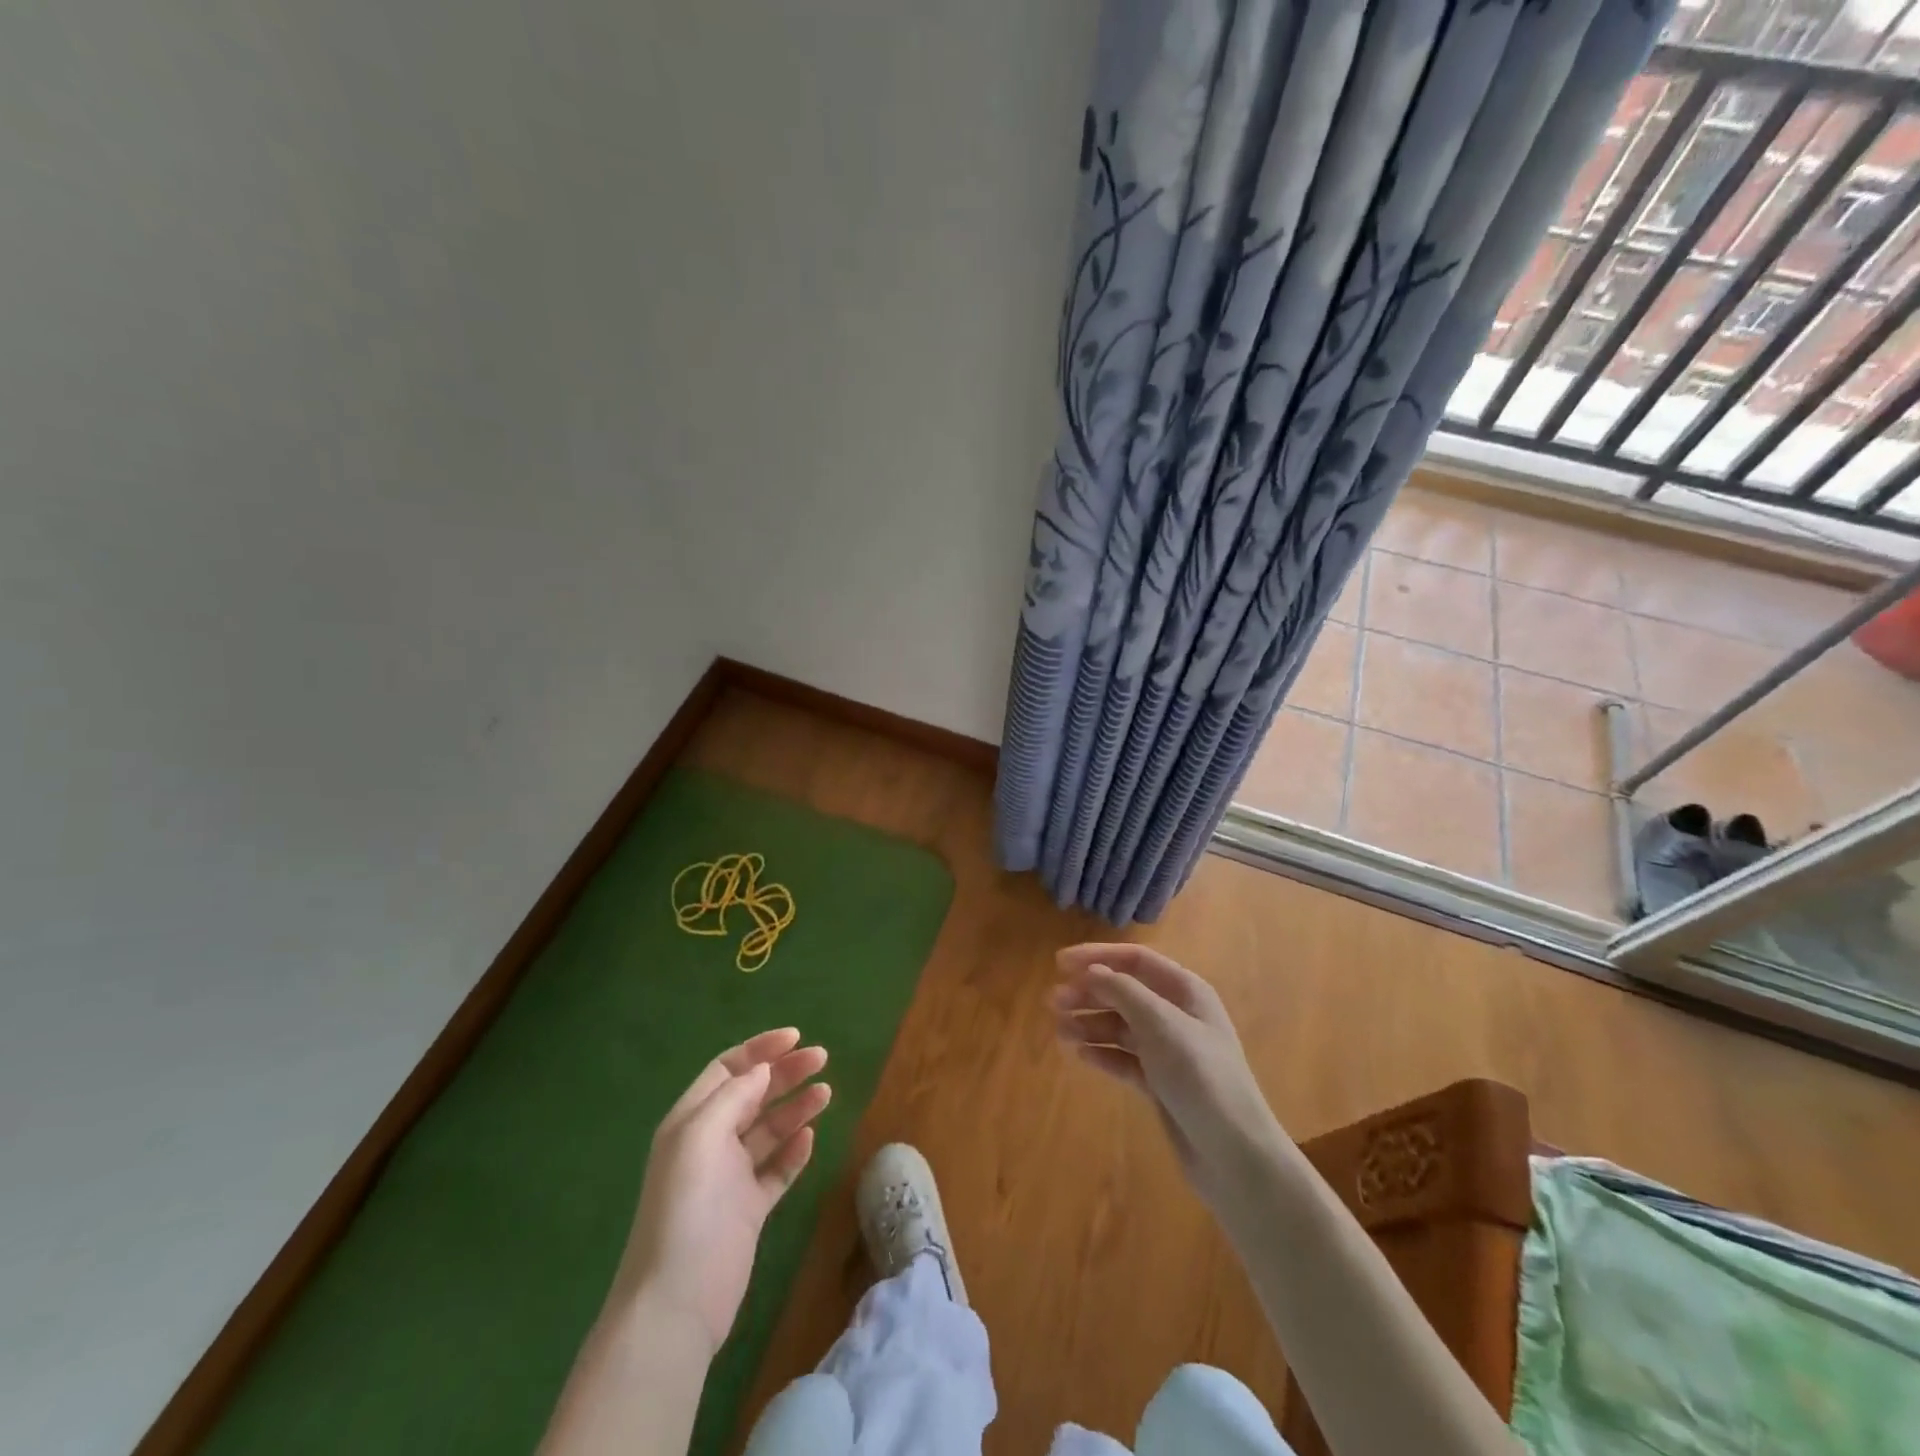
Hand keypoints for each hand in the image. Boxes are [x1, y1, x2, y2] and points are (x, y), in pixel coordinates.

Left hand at [618, 1029, 830, 1353]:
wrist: (676, 1303)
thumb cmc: (687, 1208)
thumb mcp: (701, 1137)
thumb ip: (733, 1097)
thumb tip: (762, 1070)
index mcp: (691, 1121)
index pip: (728, 1070)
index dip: (760, 1050)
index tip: (796, 1038)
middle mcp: (710, 1143)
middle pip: (752, 1095)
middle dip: (785, 1073)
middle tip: (821, 1059)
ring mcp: (730, 1178)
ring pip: (768, 1130)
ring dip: (795, 1107)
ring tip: (825, 1093)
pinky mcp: (748, 1210)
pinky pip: (775, 1170)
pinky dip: (793, 1151)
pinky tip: (810, 1139)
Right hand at [1051, 944, 1280, 1207]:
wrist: (1234, 1156)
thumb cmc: (1201, 1077)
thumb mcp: (1161, 1026)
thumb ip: (1124, 993)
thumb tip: (1092, 971)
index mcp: (1185, 991)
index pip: (1135, 960)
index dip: (1097, 957)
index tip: (1059, 963)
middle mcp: (1177, 1015)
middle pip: (1124, 992)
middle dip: (1088, 993)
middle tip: (1053, 1002)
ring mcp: (1169, 1051)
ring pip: (1121, 1027)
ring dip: (1090, 1024)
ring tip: (1059, 1031)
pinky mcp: (1161, 1084)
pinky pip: (1125, 1059)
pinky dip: (1103, 1054)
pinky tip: (1082, 1056)